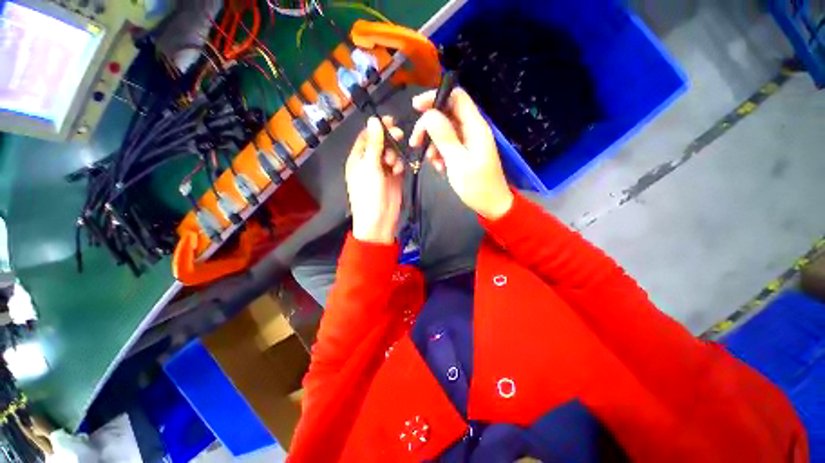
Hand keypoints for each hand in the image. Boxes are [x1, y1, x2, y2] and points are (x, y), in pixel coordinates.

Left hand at [346, 116, 404, 243]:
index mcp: (357, 158)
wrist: (379, 219)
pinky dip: (399, 165)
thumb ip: (374, 143)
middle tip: (399, 135)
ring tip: (393, 164)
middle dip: (389, 139)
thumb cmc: (369, 192)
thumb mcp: (370, 166)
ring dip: (394, 155)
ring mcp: (382, 170)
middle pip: (380, 143)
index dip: (377, 127)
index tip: (390, 120)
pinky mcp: (393, 178)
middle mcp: (369, 162)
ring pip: (391, 153)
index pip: (366, 136)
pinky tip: (398, 172)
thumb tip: (374, 120)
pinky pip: (398, 165)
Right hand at [410, 88, 513, 219]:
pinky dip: (439, 154)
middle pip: (447, 115)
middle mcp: (472, 130)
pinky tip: (439, 167)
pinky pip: (448, 146)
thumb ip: (444, 137)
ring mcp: (468, 142)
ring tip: (432, 162)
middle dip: (428, 126)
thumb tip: (429, 114)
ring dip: (433, 144)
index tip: (416, 107)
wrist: (491, 205)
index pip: (456, 97)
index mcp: (475, 127)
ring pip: (445, 132)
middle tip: (415, 142)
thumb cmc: (477, 185)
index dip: (435, 97)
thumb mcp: (458, 162)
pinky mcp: (464, 153)